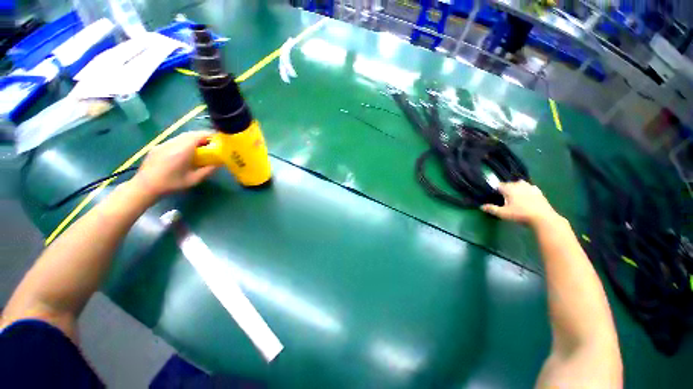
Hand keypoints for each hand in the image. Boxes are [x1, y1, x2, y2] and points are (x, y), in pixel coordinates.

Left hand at [133, 131, 218, 197]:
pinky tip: (185, 153)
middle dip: (202, 137)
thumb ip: (208, 170)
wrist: (145, 186)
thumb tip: (219, 163)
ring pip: (181, 137)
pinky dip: (183, 143)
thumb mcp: (194, 179)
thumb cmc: (171, 184)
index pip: (198, 136)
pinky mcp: (158, 147)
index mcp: (182, 150)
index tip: (218, 140)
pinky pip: (174, 141)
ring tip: (199, 149)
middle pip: (190, 134)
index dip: (209, 136)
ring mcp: (163, 144)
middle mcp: (172, 143)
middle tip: (211, 145)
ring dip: (193, 140)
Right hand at [480, 181, 558, 226]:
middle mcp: (519, 185)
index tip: (493, 193)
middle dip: (506, 187)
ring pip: (521, 184)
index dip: (495, 188)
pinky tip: (527, 194)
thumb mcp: (503, 213)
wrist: (543, 218)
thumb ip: (492, 209)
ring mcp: (530, 188)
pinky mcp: (539, 192)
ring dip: (516, 187)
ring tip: (514, 193)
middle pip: (510, 183)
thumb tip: (481, 207)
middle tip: (503, 195)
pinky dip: (527, 189)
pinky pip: (530, 187)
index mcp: (509, 189)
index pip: (499, 185)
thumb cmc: (520, 214)